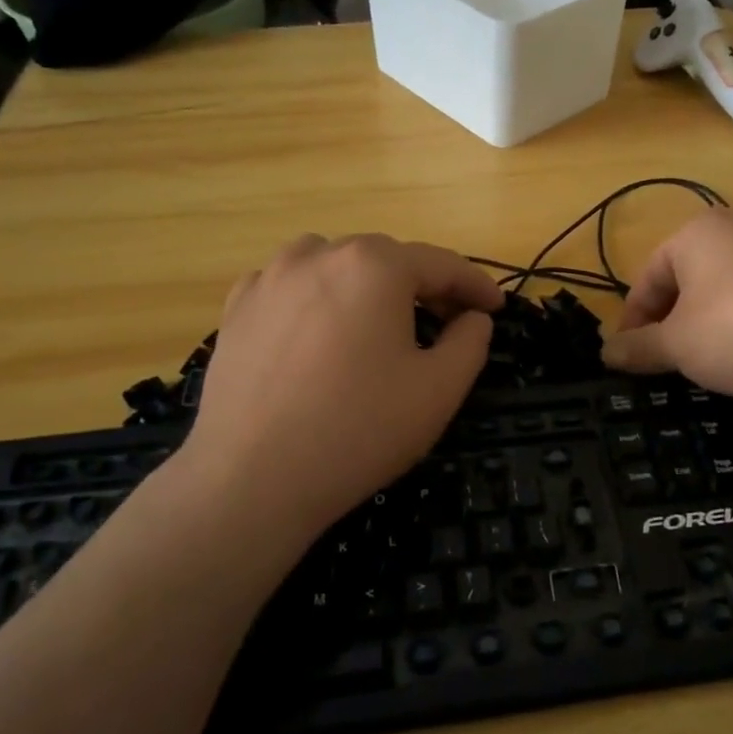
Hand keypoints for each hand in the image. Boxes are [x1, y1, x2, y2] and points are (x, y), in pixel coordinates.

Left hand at [175, 235, 502, 562]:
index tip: (495, 308)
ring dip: (366, 284)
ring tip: (377, 322)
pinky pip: (289, 286)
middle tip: (446, 322)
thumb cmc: (359, 430)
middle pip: (387, 259)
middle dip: (423, 286)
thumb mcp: (440, 390)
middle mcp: (319, 255)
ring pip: (334, 264)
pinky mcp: (237, 309)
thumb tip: (473, 318)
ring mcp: (270, 278)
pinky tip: (318, 332)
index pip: (441, 264)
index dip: (475, 285)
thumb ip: (470, 342)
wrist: (252, 478)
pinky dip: (316, 297)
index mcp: (375, 266)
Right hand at [602, 209, 732, 402]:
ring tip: (707, 369)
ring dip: (708, 332)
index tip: (627, 357)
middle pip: (688, 284)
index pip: (648, 277)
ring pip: (726, 297)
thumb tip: (606, 353)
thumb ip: (639, 347)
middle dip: (671, 325)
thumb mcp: (677, 344)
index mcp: (698, 233)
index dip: (632, 320)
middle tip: (664, 363)